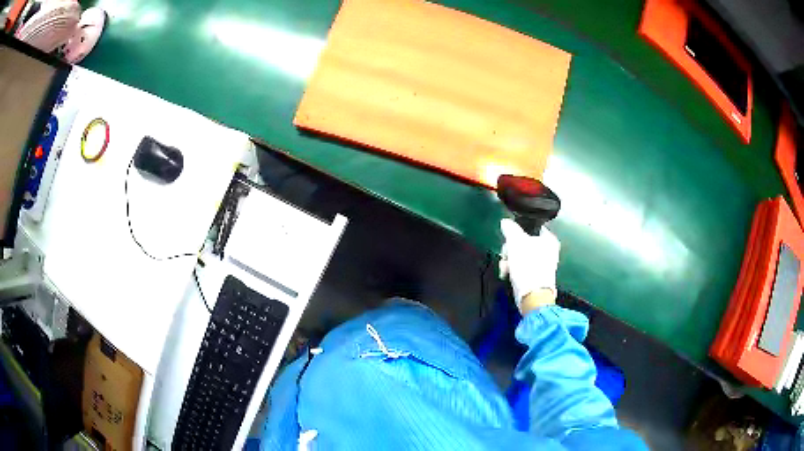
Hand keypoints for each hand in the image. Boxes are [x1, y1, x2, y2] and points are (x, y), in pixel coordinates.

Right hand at [499, 218, 560, 312]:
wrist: (532, 295)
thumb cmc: (527, 265)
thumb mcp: (516, 242)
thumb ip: (510, 229)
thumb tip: (505, 222)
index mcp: (548, 239)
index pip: (532, 227)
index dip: (518, 231)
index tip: (509, 238)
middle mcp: (548, 251)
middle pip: (523, 242)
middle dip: (511, 249)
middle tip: (506, 255)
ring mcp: (542, 264)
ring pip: (521, 255)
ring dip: (510, 261)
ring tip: (505, 268)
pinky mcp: (536, 276)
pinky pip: (522, 267)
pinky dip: (514, 270)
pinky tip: (508, 275)